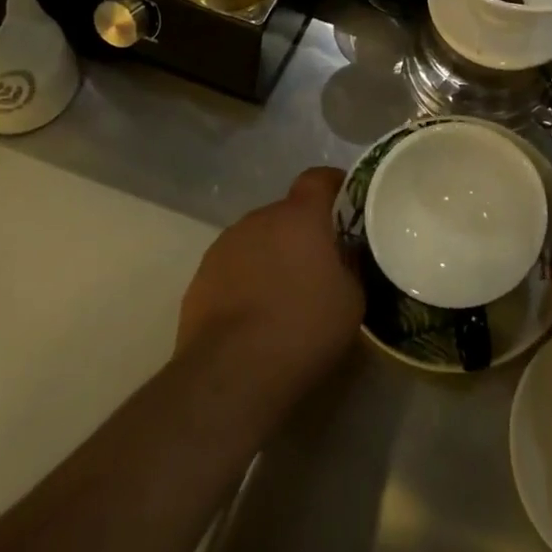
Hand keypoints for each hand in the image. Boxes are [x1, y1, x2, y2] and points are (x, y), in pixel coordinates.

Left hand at [177, 167, 361, 391]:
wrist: (231, 373)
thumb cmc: (303, 328)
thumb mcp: (352, 299)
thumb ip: (350, 266)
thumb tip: (344, 255)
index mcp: (300, 215)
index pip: (318, 178)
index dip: (333, 186)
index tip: (346, 204)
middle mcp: (259, 219)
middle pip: (286, 213)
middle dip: (302, 232)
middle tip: (318, 265)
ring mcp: (224, 246)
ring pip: (257, 240)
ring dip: (271, 256)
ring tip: (282, 296)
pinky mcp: (199, 278)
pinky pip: (233, 268)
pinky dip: (245, 281)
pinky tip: (253, 317)